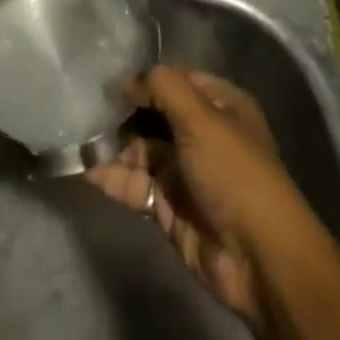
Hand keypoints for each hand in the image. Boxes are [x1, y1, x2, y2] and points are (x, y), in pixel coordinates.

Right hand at [88, 67, 320, 333]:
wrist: (259, 259)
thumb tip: (127, 80)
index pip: (175, 81)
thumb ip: (162, 87)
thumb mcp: (200, 117)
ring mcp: (185, 173)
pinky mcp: (169, 208)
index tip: (110, 80)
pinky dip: (113, 178)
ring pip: (141, 151)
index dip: (145, 80)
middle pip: (154, 115)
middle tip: (86, 107)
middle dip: (123, 113)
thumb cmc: (233, 173)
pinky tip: (86, 169)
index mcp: (219, 106)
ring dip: (113, 146)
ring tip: (81, 137)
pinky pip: (136, 185)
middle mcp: (202, 135)